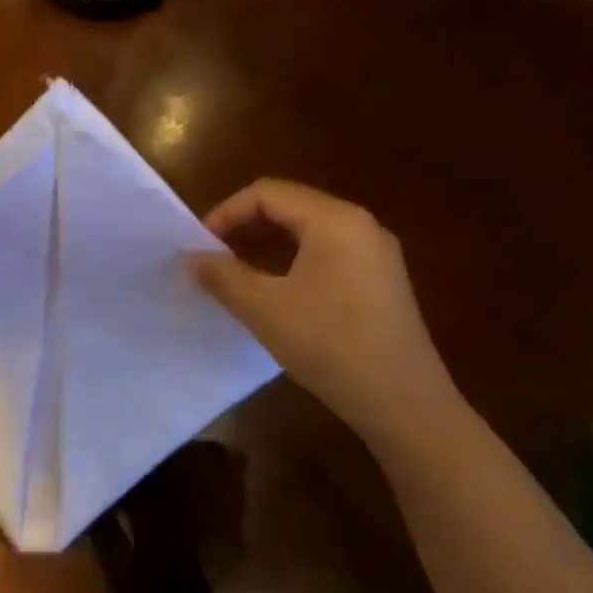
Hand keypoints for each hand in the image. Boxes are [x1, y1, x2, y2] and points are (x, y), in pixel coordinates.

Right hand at [190, 180, 457, 445]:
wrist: (401, 399)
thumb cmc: (328, 343)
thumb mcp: (264, 308)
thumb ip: (223, 276)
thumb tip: (191, 257)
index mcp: (334, 220)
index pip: (267, 193)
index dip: (226, 213)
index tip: (199, 247)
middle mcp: (359, 225)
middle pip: (290, 207)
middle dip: (244, 228)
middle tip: (212, 260)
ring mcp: (374, 254)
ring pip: (308, 232)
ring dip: (265, 246)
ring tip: (235, 276)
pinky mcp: (379, 281)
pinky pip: (326, 254)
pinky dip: (291, 262)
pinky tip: (273, 293)